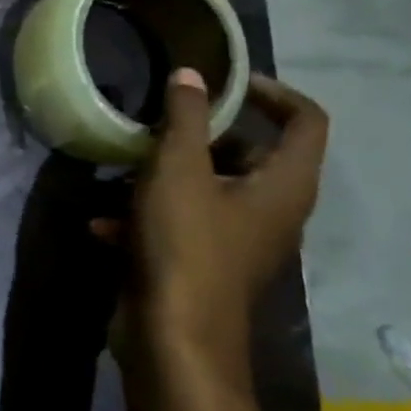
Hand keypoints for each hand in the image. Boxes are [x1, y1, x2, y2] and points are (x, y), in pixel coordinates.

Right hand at [95, 69, 328, 378]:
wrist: (174, 336)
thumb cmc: (186, 244)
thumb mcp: (179, 169)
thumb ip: (186, 117)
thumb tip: (190, 74)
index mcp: (284, 184)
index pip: (305, 120)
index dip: (272, 92)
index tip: (226, 82)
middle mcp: (272, 211)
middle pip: (250, 154)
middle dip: (203, 134)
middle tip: (161, 121)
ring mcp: (238, 242)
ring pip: (209, 190)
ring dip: (167, 175)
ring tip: (123, 168)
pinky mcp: (206, 264)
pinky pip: (183, 225)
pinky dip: (149, 217)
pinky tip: (104, 224)